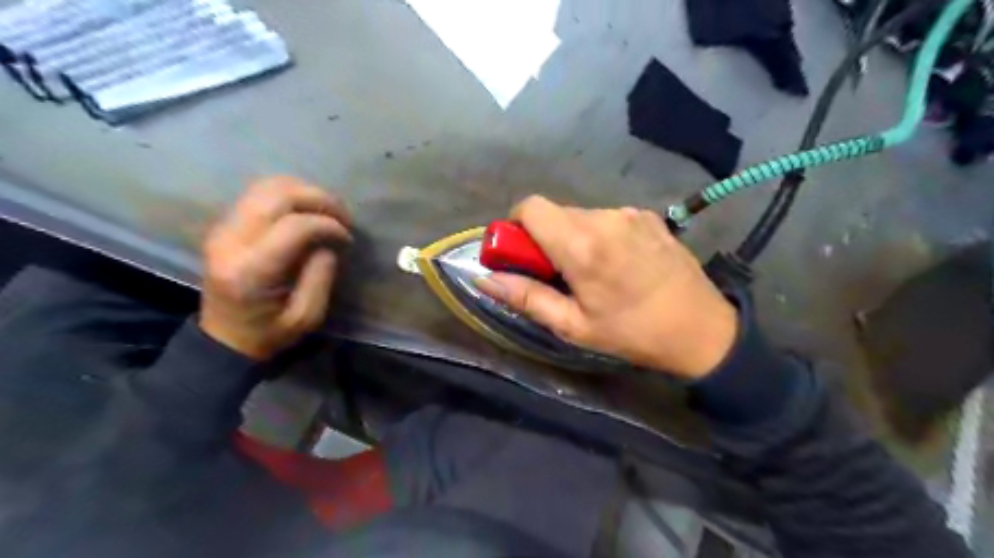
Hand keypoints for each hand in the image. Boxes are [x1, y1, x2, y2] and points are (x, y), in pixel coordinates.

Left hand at [195, 179, 348, 361]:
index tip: (347, 238)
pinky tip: (308, 211)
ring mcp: (223, 228)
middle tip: (343, 216)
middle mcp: (230, 241)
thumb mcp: (307, 317)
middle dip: (319, 198)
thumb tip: (328, 243)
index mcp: (250, 270)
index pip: (294, 226)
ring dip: (305, 192)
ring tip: (328, 211)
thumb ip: (321, 277)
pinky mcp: (225, 224)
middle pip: (278, 195)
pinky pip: (259, 193)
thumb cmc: (269, 333)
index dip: (328, 225)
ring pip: (267, 186)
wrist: (224, 338)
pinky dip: (290, 195)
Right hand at [472, 197, 736, 378]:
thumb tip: (483, 279)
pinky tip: (619, 263)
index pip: (530, 207)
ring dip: (574, 237)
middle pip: (555, 212)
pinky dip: (600, 235)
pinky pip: (608, 218)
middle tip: (559, 274)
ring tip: (594, 273)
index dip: (517, 226)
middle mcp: (604, 217)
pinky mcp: (648, 216)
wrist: (701, 329)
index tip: (523, 255)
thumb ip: (525, 297)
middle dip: (545, 238)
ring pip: (581, 215)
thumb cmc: (632, 333)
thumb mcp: (573, 325)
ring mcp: (630, 213)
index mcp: (581, 243)